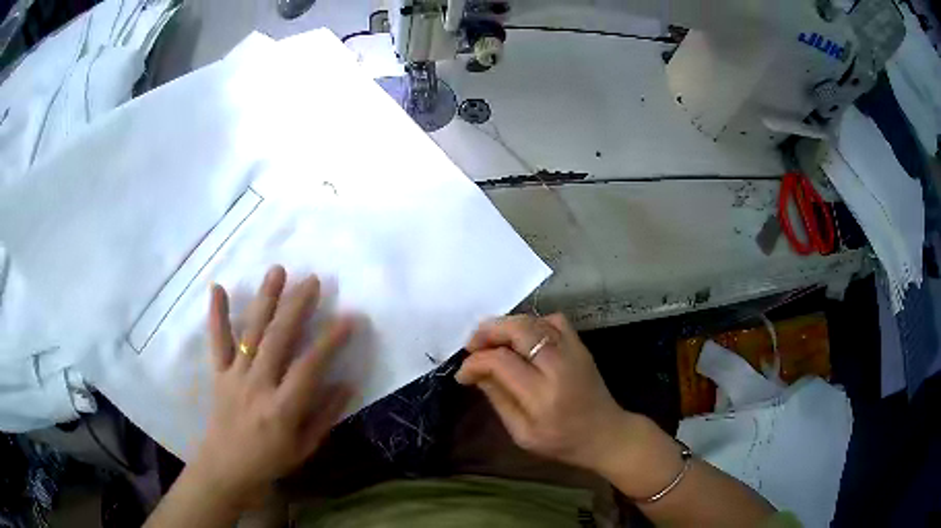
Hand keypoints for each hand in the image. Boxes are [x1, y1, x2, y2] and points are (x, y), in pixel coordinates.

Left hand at [193, 265, 353, 506]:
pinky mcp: (218, 374)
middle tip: (313, 280)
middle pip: (277, 339)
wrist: (226, 469)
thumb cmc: (270, 462)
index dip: (330, 341)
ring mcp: (234, 376)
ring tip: (277, 271)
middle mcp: (257, 386)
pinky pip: (217, 341)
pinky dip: (216, 314)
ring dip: (264, 300)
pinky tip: (217, 287)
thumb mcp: (305, 447)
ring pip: (250, 332)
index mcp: (281, 409)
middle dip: (296, 307)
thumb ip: (325, 415)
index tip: (350, 318)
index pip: (309, 367)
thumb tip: (347, 383)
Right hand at [455, 314, 640, 472]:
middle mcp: (559, 367)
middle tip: (472, 345)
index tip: (463, 373)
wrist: (606, 434)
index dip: (475, 362)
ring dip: (507, 325)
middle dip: (489, 332)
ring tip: (491, 339)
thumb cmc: (561, 442)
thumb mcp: (522, 433)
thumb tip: (476, 372)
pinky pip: (554, 320)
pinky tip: (523, 338)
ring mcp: (574, 352)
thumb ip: (498, 399)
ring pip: (535, 320)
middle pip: (519, 330)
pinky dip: (533, 322)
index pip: (501, 362)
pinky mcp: (581, 346)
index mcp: (542, 396)